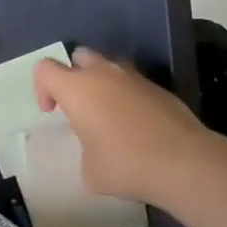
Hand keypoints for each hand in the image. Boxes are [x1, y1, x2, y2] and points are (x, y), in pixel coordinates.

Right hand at [33, 48, 226, 208]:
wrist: (184, 162)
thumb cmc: (125, 164)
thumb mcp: (90, 171)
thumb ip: (85, 153)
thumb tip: (96, 155)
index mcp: (77, 88)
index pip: (45, 68)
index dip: (42, 88)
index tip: (52, 112)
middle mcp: (103, 74)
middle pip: (79, 55)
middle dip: (73, 74)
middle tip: (79, 105)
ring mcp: (135, 78)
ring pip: (109, 66)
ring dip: (103, 83)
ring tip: (108, 114)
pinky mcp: (160, 88)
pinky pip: (134, 84)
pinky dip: (128, 97)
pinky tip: (136, 126)